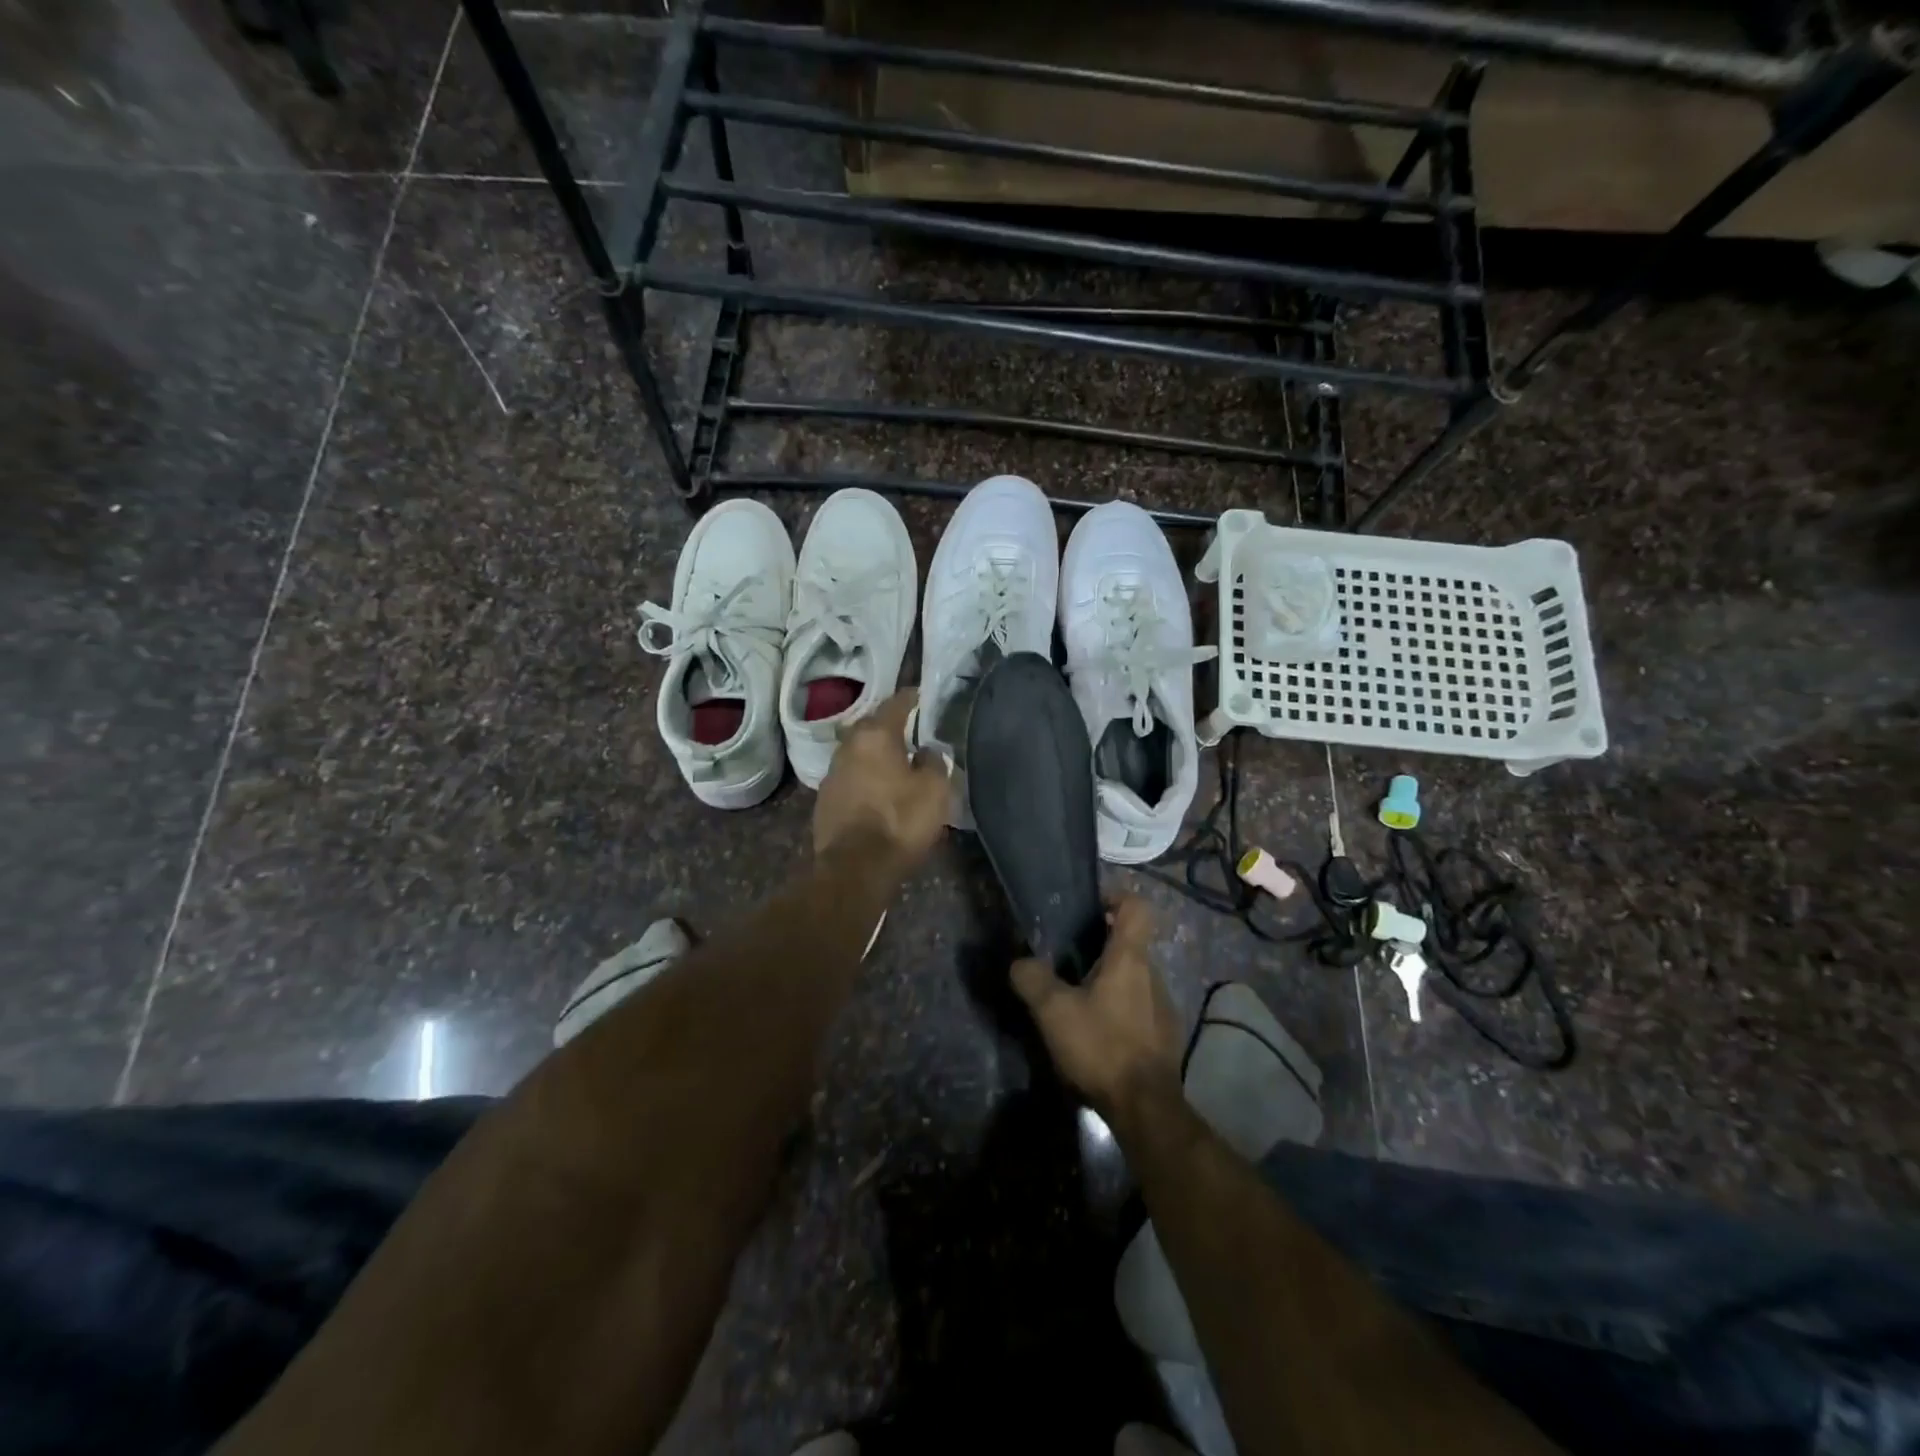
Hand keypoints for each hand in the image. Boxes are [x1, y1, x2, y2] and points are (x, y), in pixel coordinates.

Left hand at [813, 689, 952, 876]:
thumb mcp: (934, 790)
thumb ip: (934, 762)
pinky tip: (878, 788)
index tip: (922, 695)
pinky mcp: (825, 800)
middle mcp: (848, 747)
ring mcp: (831, 774)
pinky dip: (865, 776)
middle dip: (890, 725)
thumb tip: (926, 751)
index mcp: (875, 736)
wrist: (854, 869)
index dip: (911, 698)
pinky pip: (850, 777)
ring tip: (895, 759)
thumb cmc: (899, 822)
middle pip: (871, 726)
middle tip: (910, 727)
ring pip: (858, 752)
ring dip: (875, 753)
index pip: (895, 704)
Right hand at [1011, 897, 1181, 1119]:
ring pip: (1133, 976)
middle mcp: (1152, 974)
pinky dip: (1118, 1007)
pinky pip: (1139, 1005)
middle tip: (1067, 958)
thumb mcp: (1053, 1011)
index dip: (1114, 897)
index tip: (1089, 908)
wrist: (1146, 1107)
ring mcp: (1162, 1005)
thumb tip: (1019, 962)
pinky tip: (1096, 1032)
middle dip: (1100, 944)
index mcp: (1129, 958)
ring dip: (1108, 978)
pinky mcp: (1163, 1034)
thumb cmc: (1101, 1046)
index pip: (1136, 906)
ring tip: (1076, 998)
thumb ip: (1032, 979)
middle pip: (1130, 942)